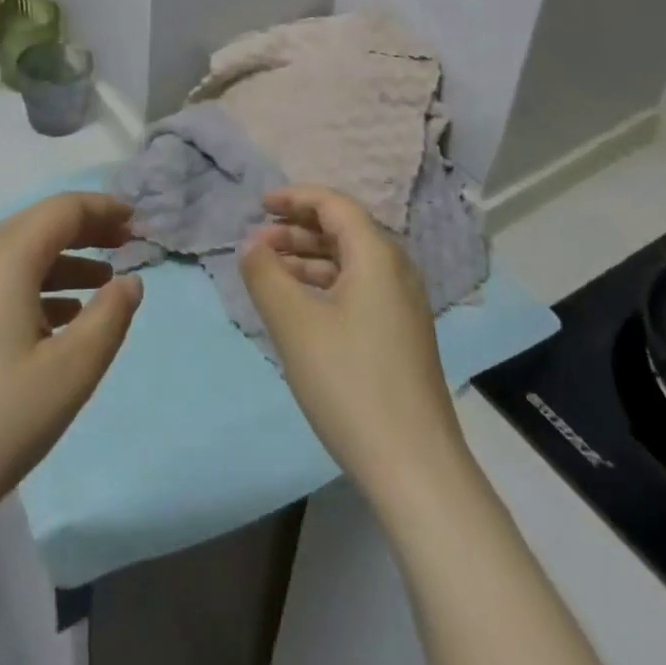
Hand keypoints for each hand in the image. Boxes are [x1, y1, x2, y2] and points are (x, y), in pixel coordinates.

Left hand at [0, 192, 142, 541]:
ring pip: (19, 257)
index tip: (138, 222)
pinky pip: (1, 284)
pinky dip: (38, 287)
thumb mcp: (71, 371)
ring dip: (64, 261)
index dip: (103, 209)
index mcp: (6, 259)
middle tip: (126, 244)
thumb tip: (129, 281)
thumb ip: (110, 317)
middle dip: (86, 230)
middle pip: (39, 226)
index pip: (63, 210)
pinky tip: (59, 322)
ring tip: (102, 283)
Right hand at [238, 186, 467, 509]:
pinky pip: (358, 289)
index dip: (295, 197)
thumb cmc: (349, 382)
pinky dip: (325, 285)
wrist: (414, 466)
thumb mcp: (294, 324)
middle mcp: (396, 270)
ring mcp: (403, 304)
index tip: (260, 204)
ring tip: (270, 273)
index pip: (334, 204)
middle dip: (298, 229)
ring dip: (309, 258)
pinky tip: (300, 307)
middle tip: (258, 243)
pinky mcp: (401, 335)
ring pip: (350, 262)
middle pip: (344, 230)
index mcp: (377, 255)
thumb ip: (266, 275)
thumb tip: (251, 243)